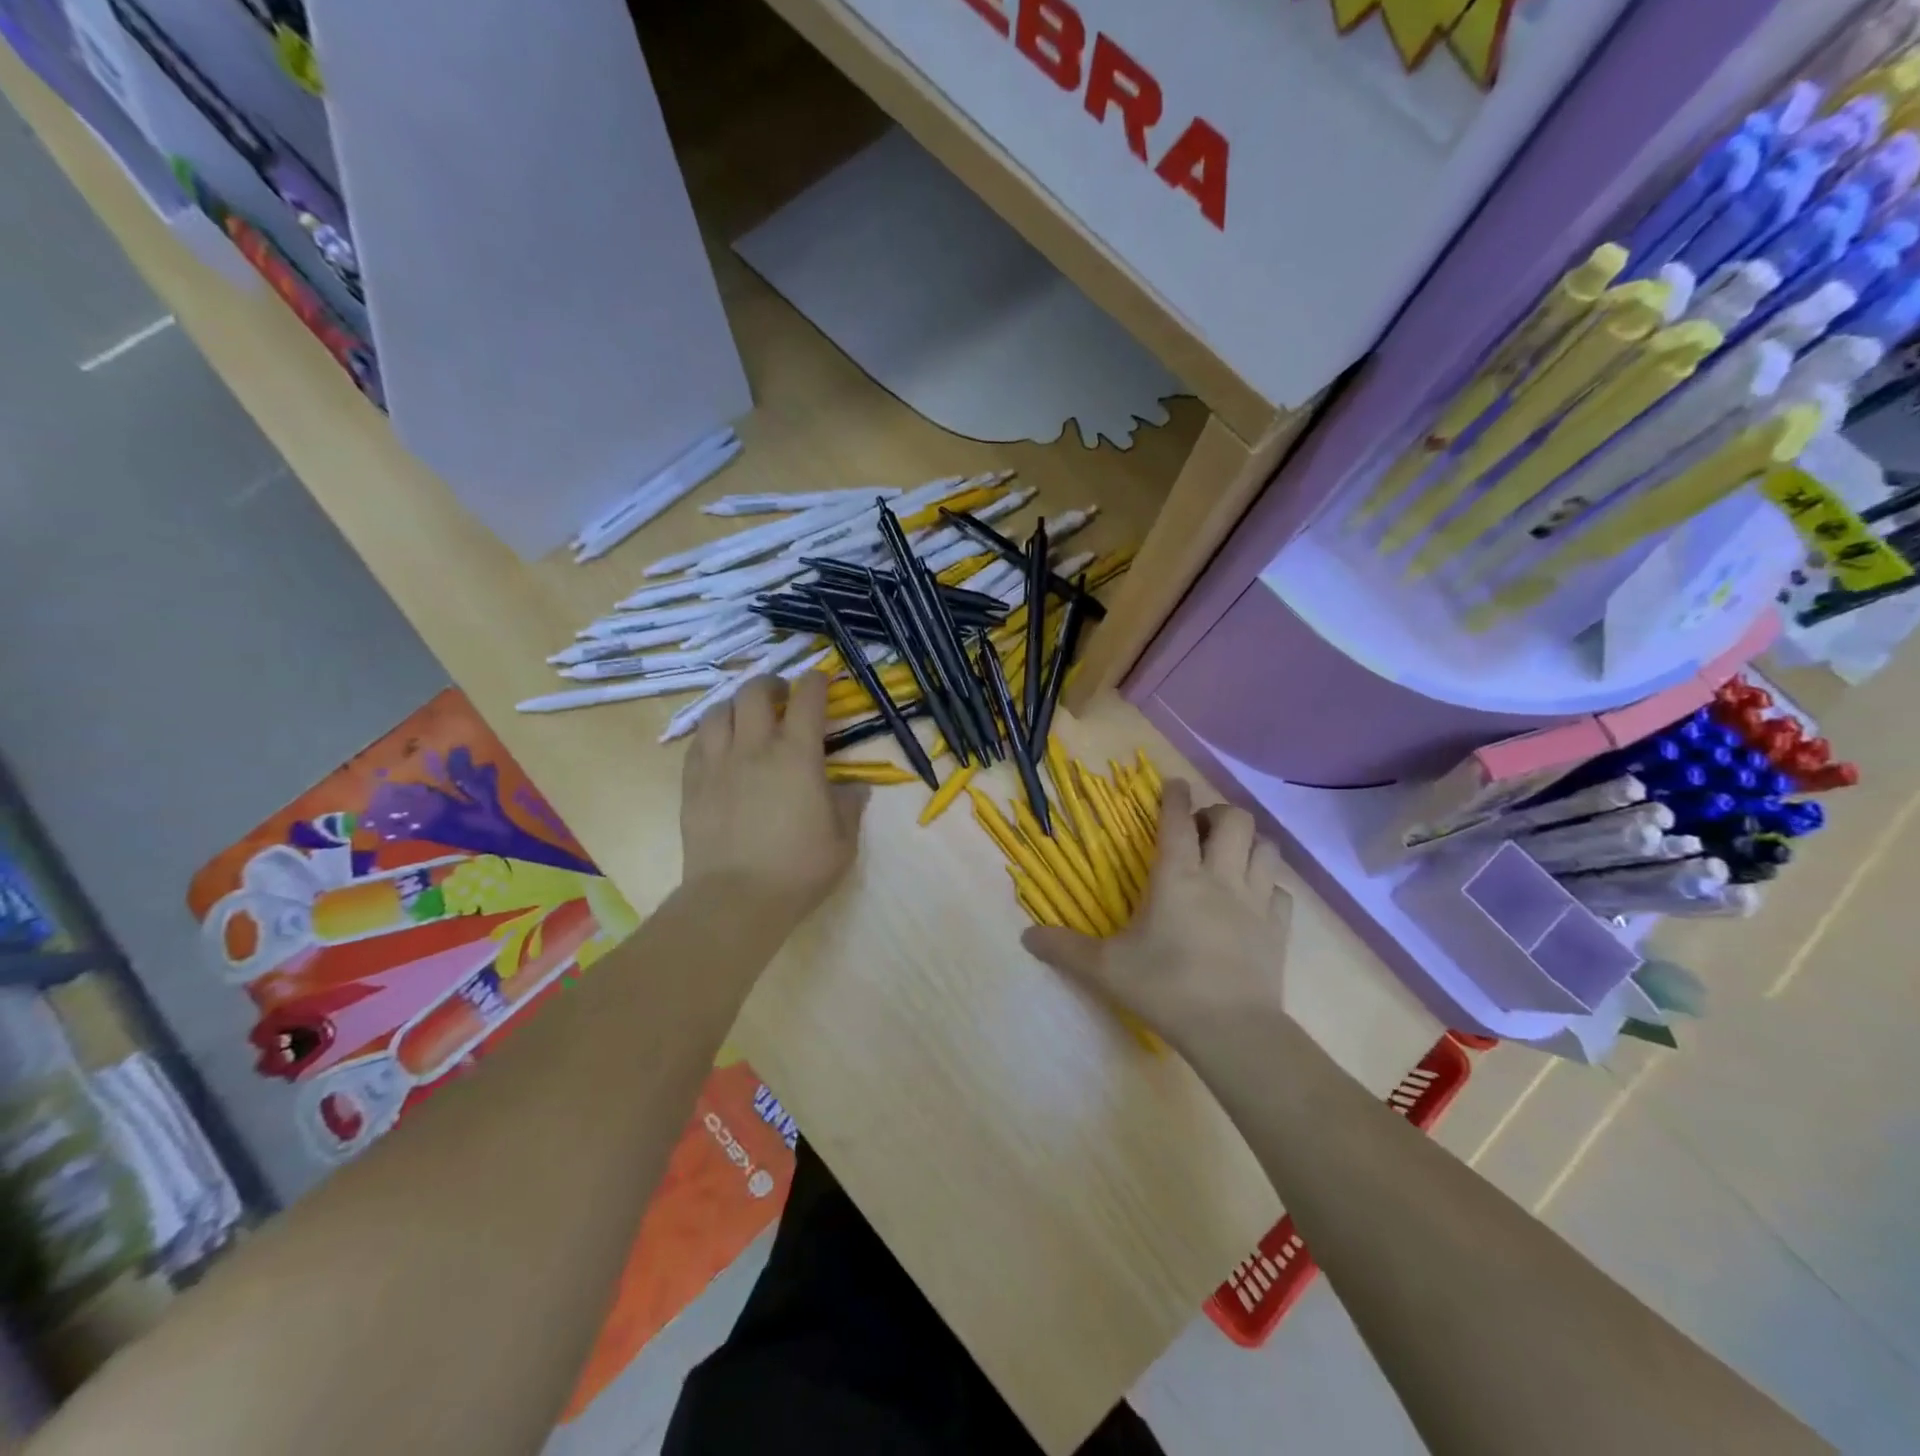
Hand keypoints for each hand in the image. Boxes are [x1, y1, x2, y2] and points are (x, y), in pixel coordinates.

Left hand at [681, 672, 868, 927]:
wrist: (735, 899)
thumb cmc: (798, 869)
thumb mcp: (842, 841)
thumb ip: (850, 807)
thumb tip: (854, 789)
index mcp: (797, 755)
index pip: (807, 699)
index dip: (816, 681)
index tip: (821, 680)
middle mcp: (755, 747)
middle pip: (755, 692)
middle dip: (771, 684)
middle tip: (781, 696)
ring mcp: (718, 763)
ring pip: (718, 710)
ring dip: (736, 705)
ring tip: (746, 717)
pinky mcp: (692, 783)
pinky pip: (697, 742)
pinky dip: (712, 733)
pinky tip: (720, 747)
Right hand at [1022, 780, 1292, 1063]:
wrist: (1231, 1029)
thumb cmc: (1164, 987)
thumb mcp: (1105, 968)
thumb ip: (1065, 949)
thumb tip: (1025, 938)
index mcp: (1177, 877)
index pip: (1177, 820)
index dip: (1175, 796)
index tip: (1173, 783)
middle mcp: (1220, 877)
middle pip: (1235, 819)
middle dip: (1217, 813)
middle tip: (1199, 831)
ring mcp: (1256, 900)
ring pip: (1266, 847)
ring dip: (1248, 842)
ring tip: (1228, 855)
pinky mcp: (1279, 927)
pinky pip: (1281, 890)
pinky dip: (1268, 885)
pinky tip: (1253, 899)